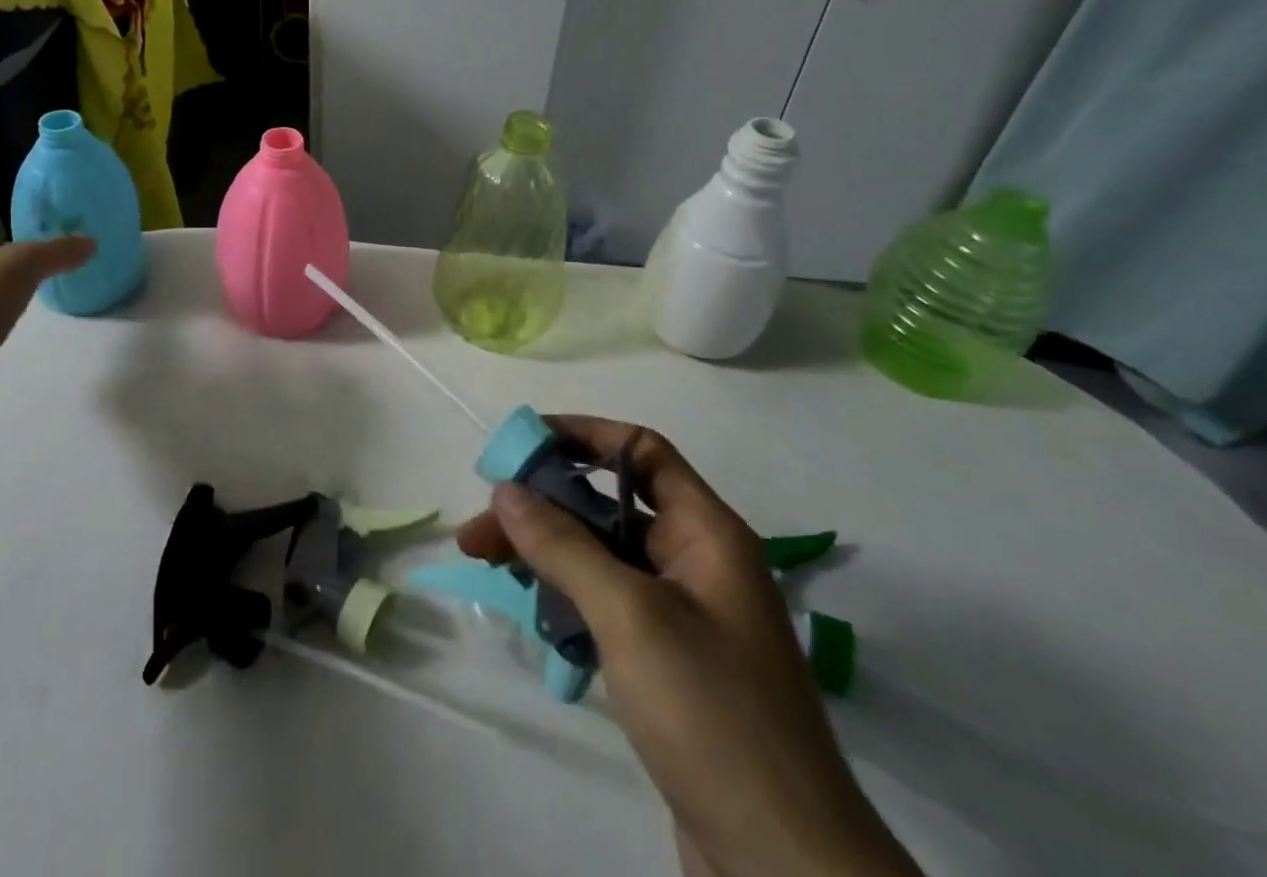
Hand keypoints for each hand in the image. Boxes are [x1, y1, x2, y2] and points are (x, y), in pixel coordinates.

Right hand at [456, 418, 918, 876]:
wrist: (786, 869)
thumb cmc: (712, 714)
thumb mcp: (630, 616)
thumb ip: (563, 545)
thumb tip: (506, 489)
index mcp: (707, 534)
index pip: (642, 452)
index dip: (584, 435)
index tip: (523, 443)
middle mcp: (697, 563)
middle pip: (608, 506)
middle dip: (543, 504)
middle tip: (481, 522)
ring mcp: (683, 616)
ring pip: (601, 556)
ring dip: (545, 552)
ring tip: (483, 560)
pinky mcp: (668, 663)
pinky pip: (606, 604)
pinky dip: (566, 597)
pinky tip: (531, 611)